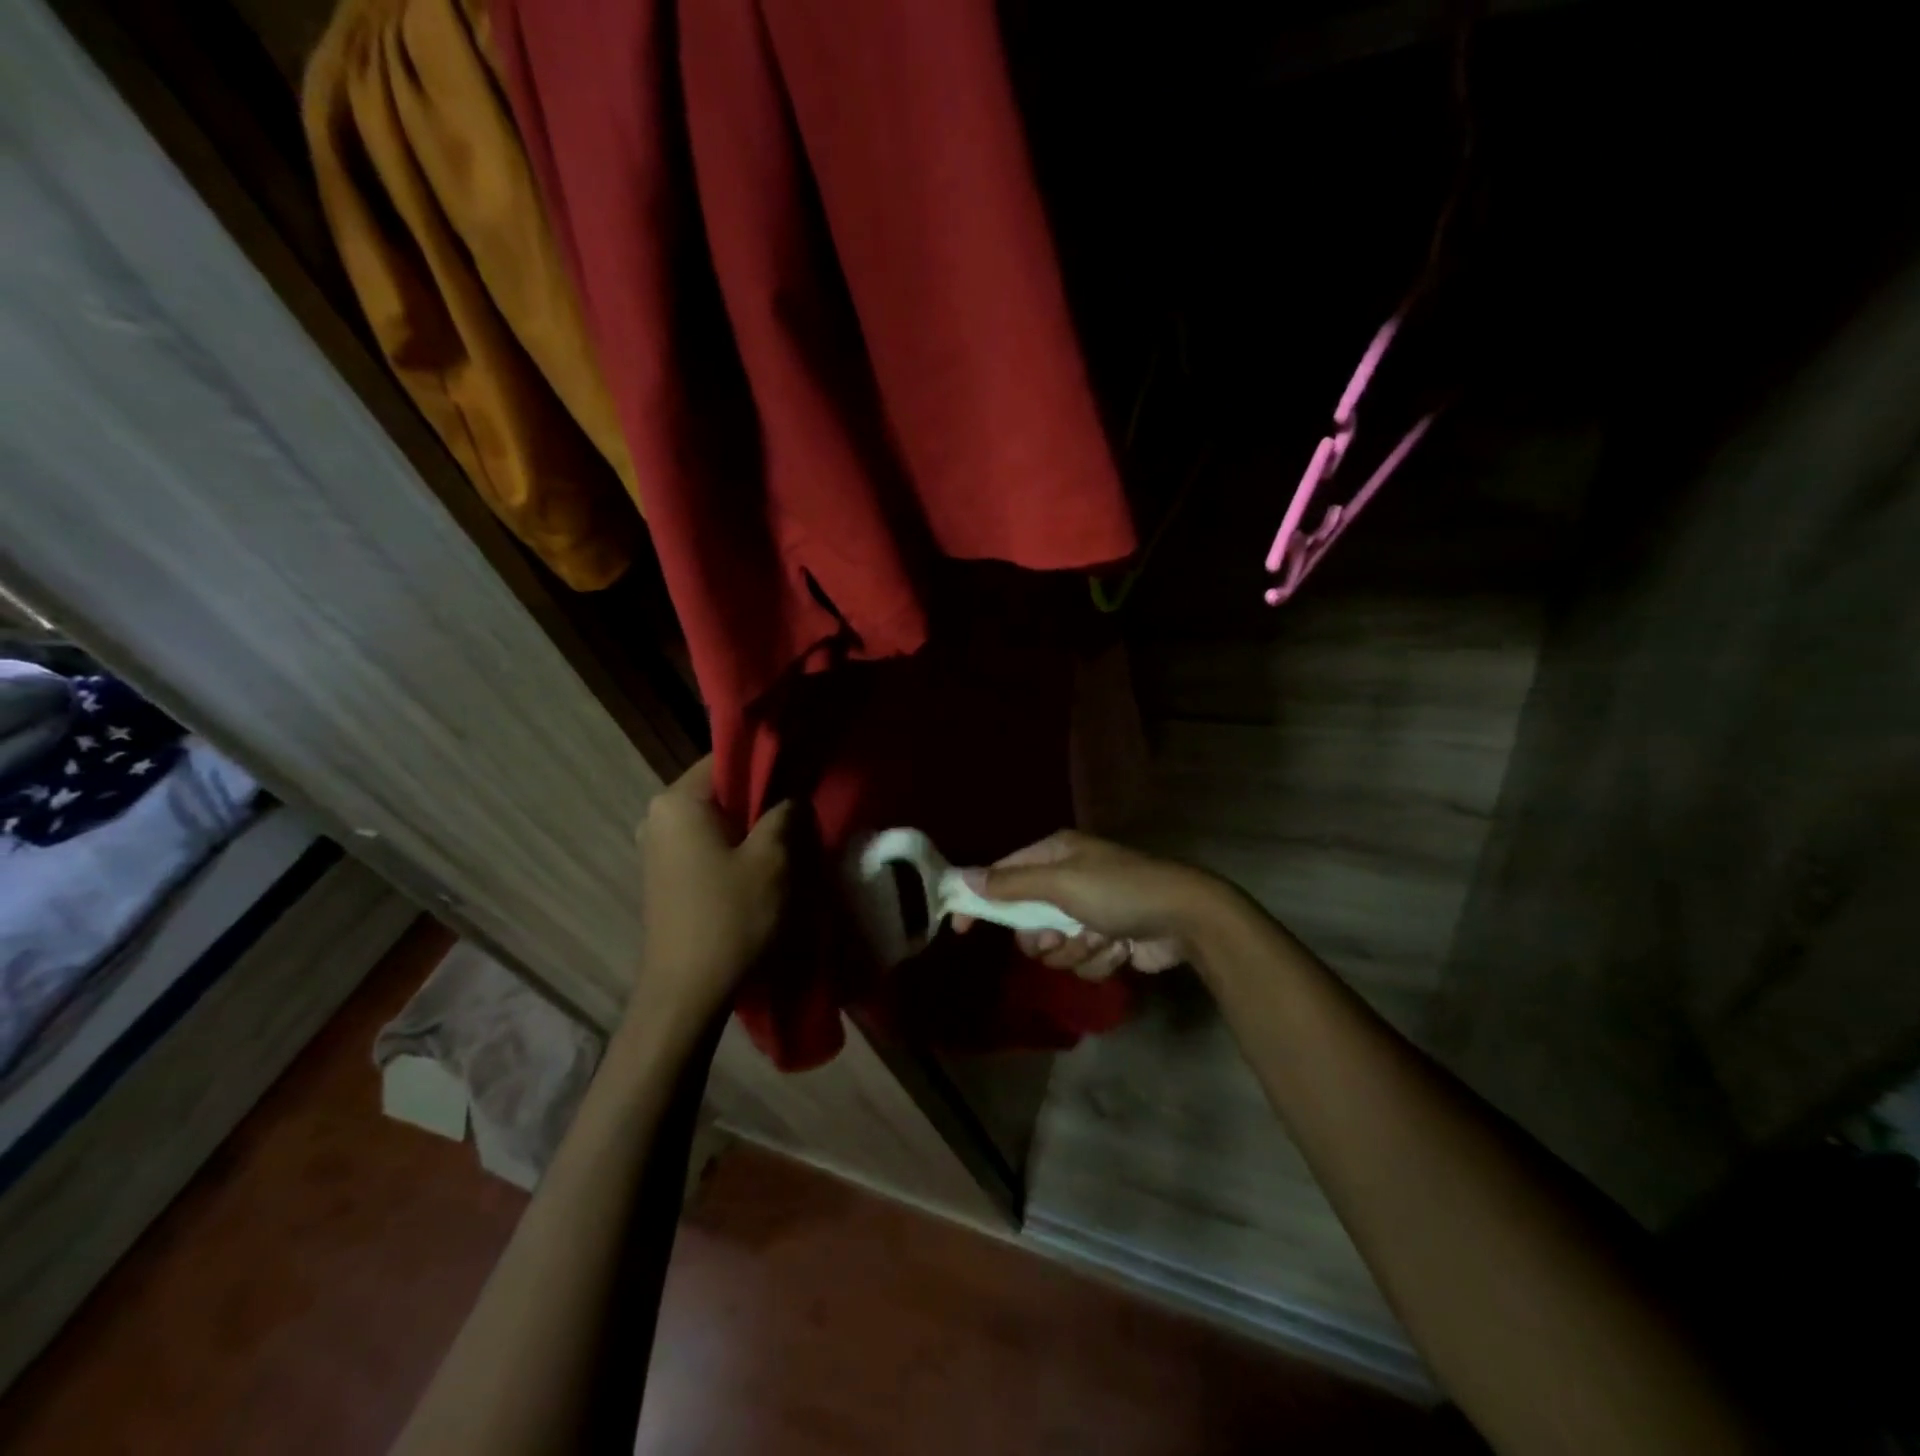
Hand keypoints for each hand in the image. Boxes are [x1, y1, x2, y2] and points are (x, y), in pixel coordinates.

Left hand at [633, 757, 791, 1027]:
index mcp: (677, 801)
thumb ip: (785, 813)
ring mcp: (657, 847)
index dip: (769, 763)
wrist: (687, 993)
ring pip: (716, 819)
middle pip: (721, 790)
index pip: (727, 758)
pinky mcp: (665, 875)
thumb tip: (792, 795)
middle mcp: (658, 816)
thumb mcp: (773, 859)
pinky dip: (734, 848)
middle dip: (762, 799)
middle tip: (801, 813)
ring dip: (750, 827)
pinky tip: (761, 867)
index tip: (802, 777)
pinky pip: (706, 844)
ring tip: (787, 841)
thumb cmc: (731, 917)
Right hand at [956, 830, 1231, 980]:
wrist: (1186, 919)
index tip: (961, 928)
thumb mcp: (1061, 882)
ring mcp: (1089, 911)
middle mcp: (1069, 879)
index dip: (982, 900)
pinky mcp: (1108, 939)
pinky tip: (1120, 949)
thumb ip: (1011, 884)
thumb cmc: (1119, 891)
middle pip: (1026, 918)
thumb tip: (964, 878)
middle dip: (1041, 935)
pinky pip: (1082, 959)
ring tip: (1099, 938)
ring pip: (1054, 945)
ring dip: (1074, 949)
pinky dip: (1099, 959)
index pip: (1003, 874)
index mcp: (1056, 854)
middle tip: (1056, 934)